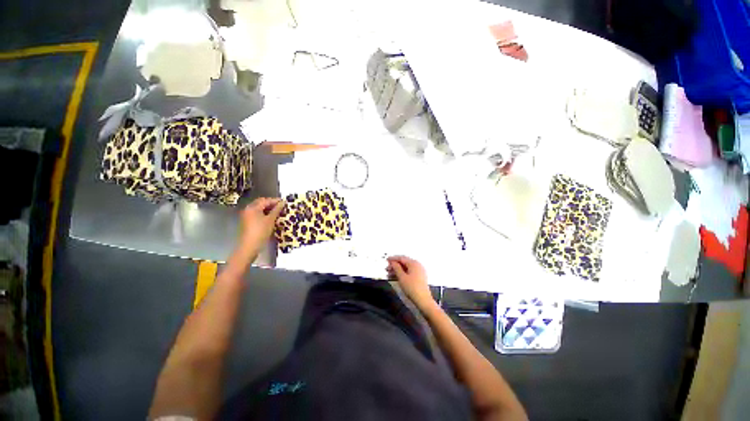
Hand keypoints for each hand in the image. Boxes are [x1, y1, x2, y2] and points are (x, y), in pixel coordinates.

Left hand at [239, 197, 284, 254]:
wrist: (249, 246)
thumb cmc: (261, 231)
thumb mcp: (271, 220)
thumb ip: (277, 210)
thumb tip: (283, 202)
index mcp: (253, 207)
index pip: (265, 200)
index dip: (275, 200)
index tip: (284, 202)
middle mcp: (248, 209)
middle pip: (261, 203)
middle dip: (271, 204)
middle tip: (281, 206)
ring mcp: (247, 215)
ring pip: (259, 208)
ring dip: (268, 209)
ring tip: (278, 212)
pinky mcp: (247, 221)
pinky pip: (257, 213)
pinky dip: (264, 213)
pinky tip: (271, 217)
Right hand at [387, 256, 432, 307]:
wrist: (423, 300)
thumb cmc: (412, 288)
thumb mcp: (402, 277)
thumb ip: (396, 268)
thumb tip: (392, 262)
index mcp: (414, 263)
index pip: (402, 258)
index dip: (393, 258)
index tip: (386, 260)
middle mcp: (417, 265)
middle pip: (404, 262)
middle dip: (395, 265)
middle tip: (387, 268)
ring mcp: (419, 271)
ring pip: (406, 268)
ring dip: (397, 270)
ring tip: (389, 274)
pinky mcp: (419, 277)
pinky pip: (409, 272)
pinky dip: (402, 273)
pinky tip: (396, 277)